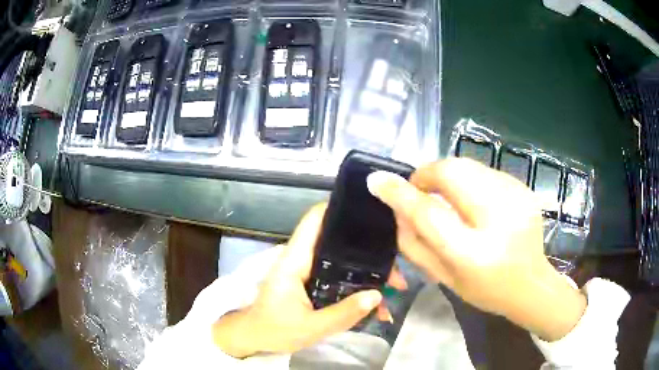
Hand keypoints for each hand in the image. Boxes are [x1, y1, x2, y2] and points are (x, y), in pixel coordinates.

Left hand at [212, 204, 406, 357]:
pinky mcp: (313, 282)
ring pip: (344, 260)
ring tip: (394, 286)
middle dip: (370, 250)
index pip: (314, 220)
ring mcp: (309, 270)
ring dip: (369, 271)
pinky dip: (358, 285)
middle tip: (397, 266)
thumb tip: (377, 295)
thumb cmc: (273, 329)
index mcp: (295, 260)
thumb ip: (342, 314)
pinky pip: (340, 277)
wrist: (254, 337)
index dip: (339, 209)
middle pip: (338, 241)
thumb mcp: (310, 328)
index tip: (371, 211)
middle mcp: (303, 259)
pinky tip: (377, 302)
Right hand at [367, 158, 585, 341]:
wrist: (531, 284)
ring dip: (448, 176)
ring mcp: (516, 198)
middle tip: (420, 190)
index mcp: (474, 254)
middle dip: (427, 174)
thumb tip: (394, 205)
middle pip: (452, 173)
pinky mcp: (524, 188)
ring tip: (447, 197)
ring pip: (467, 165)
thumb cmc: (484, 289)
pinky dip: (470, 180)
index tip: (378, 180)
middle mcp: (499, 220)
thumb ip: (414, 242)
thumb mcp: (443, 276)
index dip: (401, 193)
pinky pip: (484, 171)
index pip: (430, 214)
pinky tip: (475, 202)